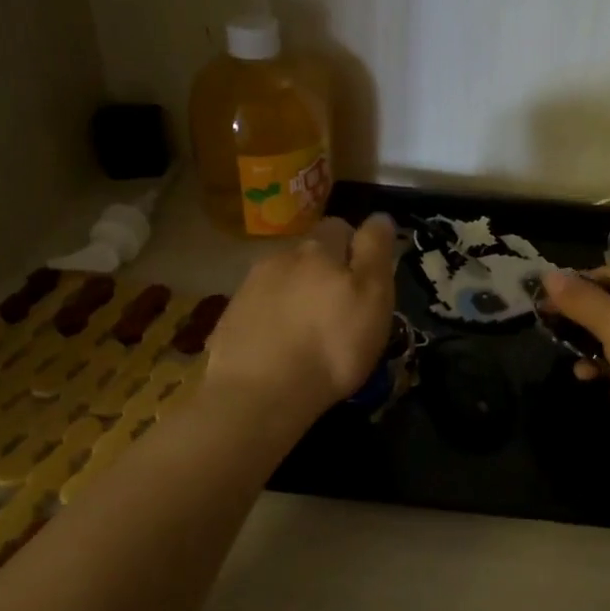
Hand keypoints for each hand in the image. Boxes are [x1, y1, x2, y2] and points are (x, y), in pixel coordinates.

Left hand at [205, 214, 396, 422]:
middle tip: (338, 307)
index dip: (356, 246)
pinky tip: (280, 345)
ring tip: (307, 330)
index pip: (342, 227)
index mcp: (318, 249)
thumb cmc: (332, 346)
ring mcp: (249, 287)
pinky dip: (273, 318)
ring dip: (296, 293)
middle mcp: (281, 257)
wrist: (259, 394)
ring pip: (282, 279)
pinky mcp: (230, 317)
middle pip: (308, 254)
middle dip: (324, 270)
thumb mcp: (373, 297)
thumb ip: (376, 252)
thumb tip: (379, 217)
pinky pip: (259, 307)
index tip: (365, 277)